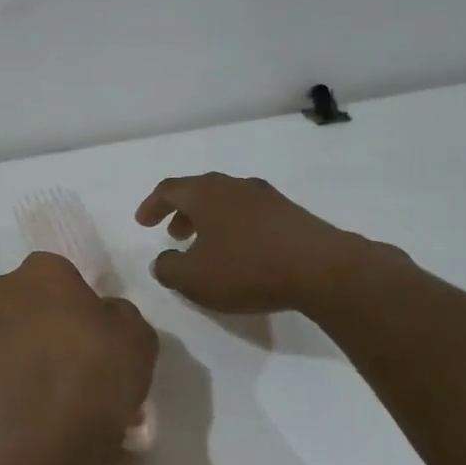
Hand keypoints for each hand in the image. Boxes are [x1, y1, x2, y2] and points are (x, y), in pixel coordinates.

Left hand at [0, 252, 157, 464]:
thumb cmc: (97, 375)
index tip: (91, 330)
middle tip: (70, 356)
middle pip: (26, 299)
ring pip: (5, 331)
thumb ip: (119, 313)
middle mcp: (1, 291)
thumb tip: (103, 313)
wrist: (45, 441)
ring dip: (22, 348)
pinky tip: (28, 405)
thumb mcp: (137, 337)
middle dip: (43, 319)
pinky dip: (5, 377)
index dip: (76, 300)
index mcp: (42, 272)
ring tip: (48, 388)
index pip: (59, 273)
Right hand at [135, 172, 381, 316]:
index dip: (151, 205)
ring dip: (210, 222)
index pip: (168, 190)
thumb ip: (168, 269)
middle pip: (199, 192)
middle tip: (174, 234)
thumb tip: (162, 261)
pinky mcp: (291, 214)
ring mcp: (267, 197)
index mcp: (205, 193)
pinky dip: (234, 228)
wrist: (323, 269)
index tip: (142, 223)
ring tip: (206, 247)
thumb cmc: (247, 268)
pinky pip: (250, 215)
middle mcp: (234, 185)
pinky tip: (241, 254)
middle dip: (182, 213)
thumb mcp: (194, 279)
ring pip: (226, 202)